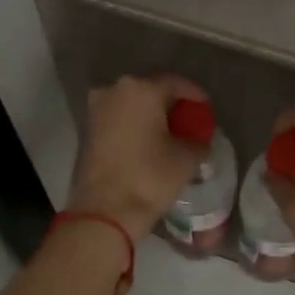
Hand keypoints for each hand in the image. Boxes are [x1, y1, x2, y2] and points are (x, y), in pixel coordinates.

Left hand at [66, 74, 210, 238]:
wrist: (105, 211)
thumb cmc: (149, 177)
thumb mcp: (186, 159)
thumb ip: (198, 141)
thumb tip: (199, 141)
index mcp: (141, 90)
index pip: (175, 83)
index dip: (195, 95)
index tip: (206, 109)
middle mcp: (114, 91)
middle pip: (151, 92)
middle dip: (171, 106)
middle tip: (189, 122)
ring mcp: (96, 110)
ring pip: (132, 106)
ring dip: (151, 117)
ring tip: (170, 135)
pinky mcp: (87, 131)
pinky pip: (118, 121)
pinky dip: (135, 127)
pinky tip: (149, 144)